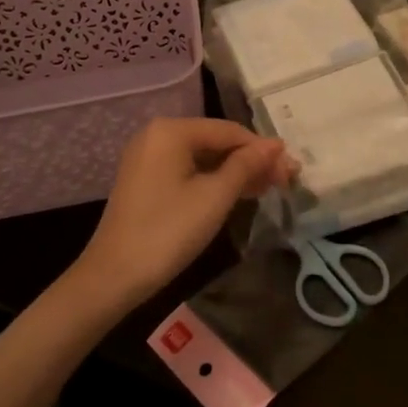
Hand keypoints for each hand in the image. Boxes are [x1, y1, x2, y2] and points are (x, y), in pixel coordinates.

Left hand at [73, 117, 293, 309]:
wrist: (114, 275)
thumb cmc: (169, 231)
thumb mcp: (215, 196)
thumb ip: (247, 165)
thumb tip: (276, 145)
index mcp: (172, 130)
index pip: (230, 131)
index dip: (263, 150)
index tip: (292, 170)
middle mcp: (157, 135)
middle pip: (217, 141)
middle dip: (251, 161)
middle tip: (285, 182)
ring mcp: (148, 157)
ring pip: (204, 157)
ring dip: (236, 172)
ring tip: (268, 189)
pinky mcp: (146, 179)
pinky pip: (188, 170)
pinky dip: (214, 180)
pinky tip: (238, 193)